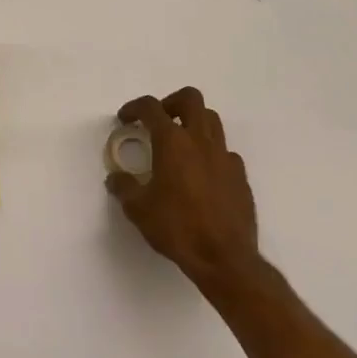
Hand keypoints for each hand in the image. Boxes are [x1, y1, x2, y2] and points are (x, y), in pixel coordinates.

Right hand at [106, 87, 259, 286]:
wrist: (225, 259)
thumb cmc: (178, 228)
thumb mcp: (139, 209)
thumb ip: (124, 187)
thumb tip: (116, 178)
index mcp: (172, 142)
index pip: (151, 107)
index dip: (134, 107)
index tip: (125, 118)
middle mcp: (200, 140)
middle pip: (190, 98)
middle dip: (171, 102)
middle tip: (159, 121)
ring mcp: (224, 156)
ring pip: (212, 120)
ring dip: (193, 123)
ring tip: (180, 144)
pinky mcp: (240, 176)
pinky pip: (225, 151)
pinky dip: (211, 153)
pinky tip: (202, 174)